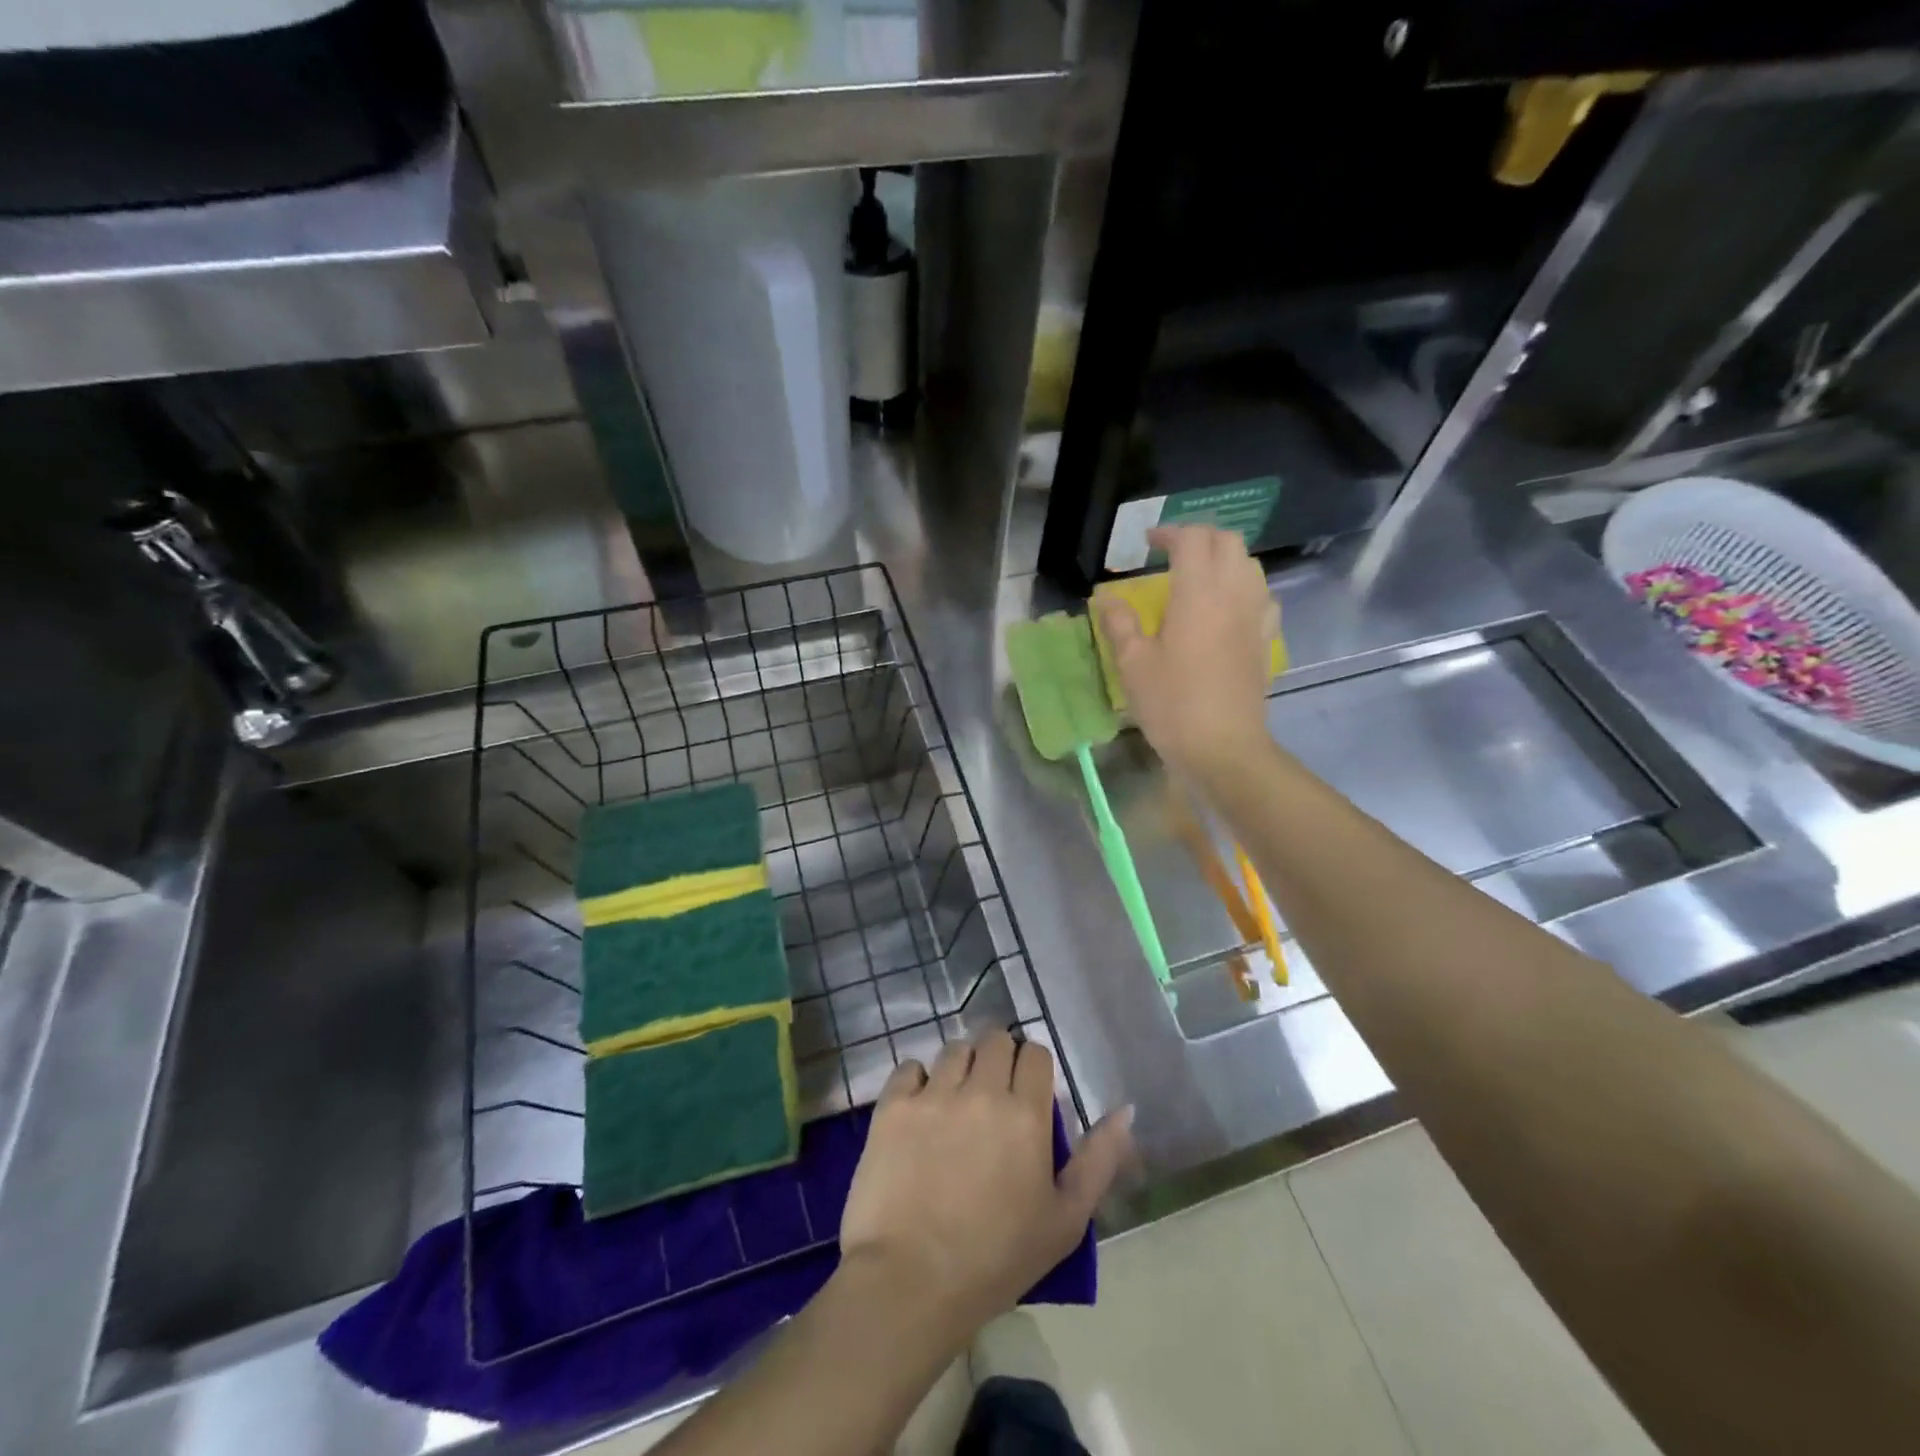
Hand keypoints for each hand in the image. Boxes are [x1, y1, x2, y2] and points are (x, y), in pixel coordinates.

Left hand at [838, 1032, 1132, 1339]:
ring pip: (954, 1049)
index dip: (1033, 1069)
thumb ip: (1099, 1159)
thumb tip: (1126, 1109)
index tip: (1028, 1095)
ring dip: (961, 1067)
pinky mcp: (893, 1106)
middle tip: (994, 1096)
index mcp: (1025, 1113)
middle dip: (999, 1059)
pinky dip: (917, 1080)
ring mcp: (933, 1094)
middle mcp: (981, 1090)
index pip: (1035, 1053)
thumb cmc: (996, 1259)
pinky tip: (919, 1110)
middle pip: (994, 1040)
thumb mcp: (1065, 1220)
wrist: (911, 1283)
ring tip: (956, 1102)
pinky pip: (909, 1067)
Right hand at [1095, 525, 1276, 776]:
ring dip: (1224, 559)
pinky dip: (1243, 588)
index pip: (1192, 539)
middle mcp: (1234, 594)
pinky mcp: (1265, 640)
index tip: (1148, 543)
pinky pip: (1262, 596)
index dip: (1169, 533)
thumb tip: (1106, 598)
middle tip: (1172, 552)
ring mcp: (1255, 616)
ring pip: (1249, 565)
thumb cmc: (1172, 704)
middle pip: (1228, 541)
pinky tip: (1227, 608)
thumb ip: (1119, 623)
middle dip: (1200, 537)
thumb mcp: (1133, 664)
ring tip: (1198, 576)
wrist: (1223, 747)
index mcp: (1198, 593)